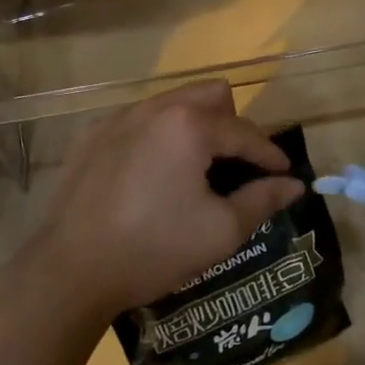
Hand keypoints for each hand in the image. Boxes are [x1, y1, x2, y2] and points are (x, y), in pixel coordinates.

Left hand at [34, 81, 304, 319]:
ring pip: (172, 104)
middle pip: (210, 94)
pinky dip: (157, 138)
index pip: (245, 132)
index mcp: (189, 125)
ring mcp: (118, 118)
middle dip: (232, 124)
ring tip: (196, 169)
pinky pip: (138, 121)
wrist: (71, 270)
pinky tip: (151, 177)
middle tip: (235, 165)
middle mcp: (154, 108)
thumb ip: (262, 200)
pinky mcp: (91, 136)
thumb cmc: (154, 248)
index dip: (270, 154)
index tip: (284, 174)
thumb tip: (293, 185)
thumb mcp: (220, 231)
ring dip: (194, 127)